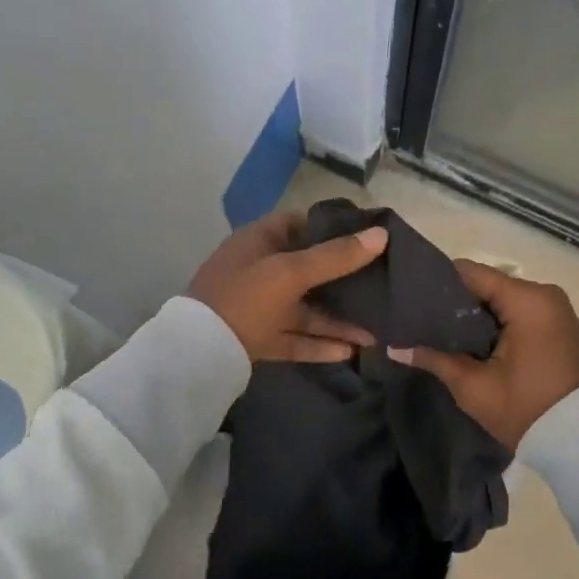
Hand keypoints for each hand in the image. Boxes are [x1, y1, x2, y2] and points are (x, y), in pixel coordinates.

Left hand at [186, 212, 386, 362]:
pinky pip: (295, 337)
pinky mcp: (258, 338)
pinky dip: (319, 344)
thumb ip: (336, 256)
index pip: (299, 224)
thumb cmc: (245, 298)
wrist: (197, 354)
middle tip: (380, 284)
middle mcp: (259, 270)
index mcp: (259, 242)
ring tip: (375, 332)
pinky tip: (350, 351)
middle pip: (308, 269)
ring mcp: (257, 306)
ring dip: (337, 320)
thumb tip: (381, 235)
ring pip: (304, 309)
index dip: (332, 228)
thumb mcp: (290, 272)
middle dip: (343, 280)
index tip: (367, 237)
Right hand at [388, 260, 578, 449]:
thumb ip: (435, 359)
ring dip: (473, 314)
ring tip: (437, 330)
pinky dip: (494, 322)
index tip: (409, 297)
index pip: (470, 272)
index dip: (437, 282)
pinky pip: (517, 312)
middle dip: (452, 301)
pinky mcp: (557, 325)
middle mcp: (543, 293)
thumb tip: (395, 348)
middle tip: (417, 318)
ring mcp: (554, 308)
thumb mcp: (475, 387)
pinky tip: (469, 340)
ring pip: (500, 299)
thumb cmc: (528, 409)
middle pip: (485, 284)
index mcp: (526, 299)